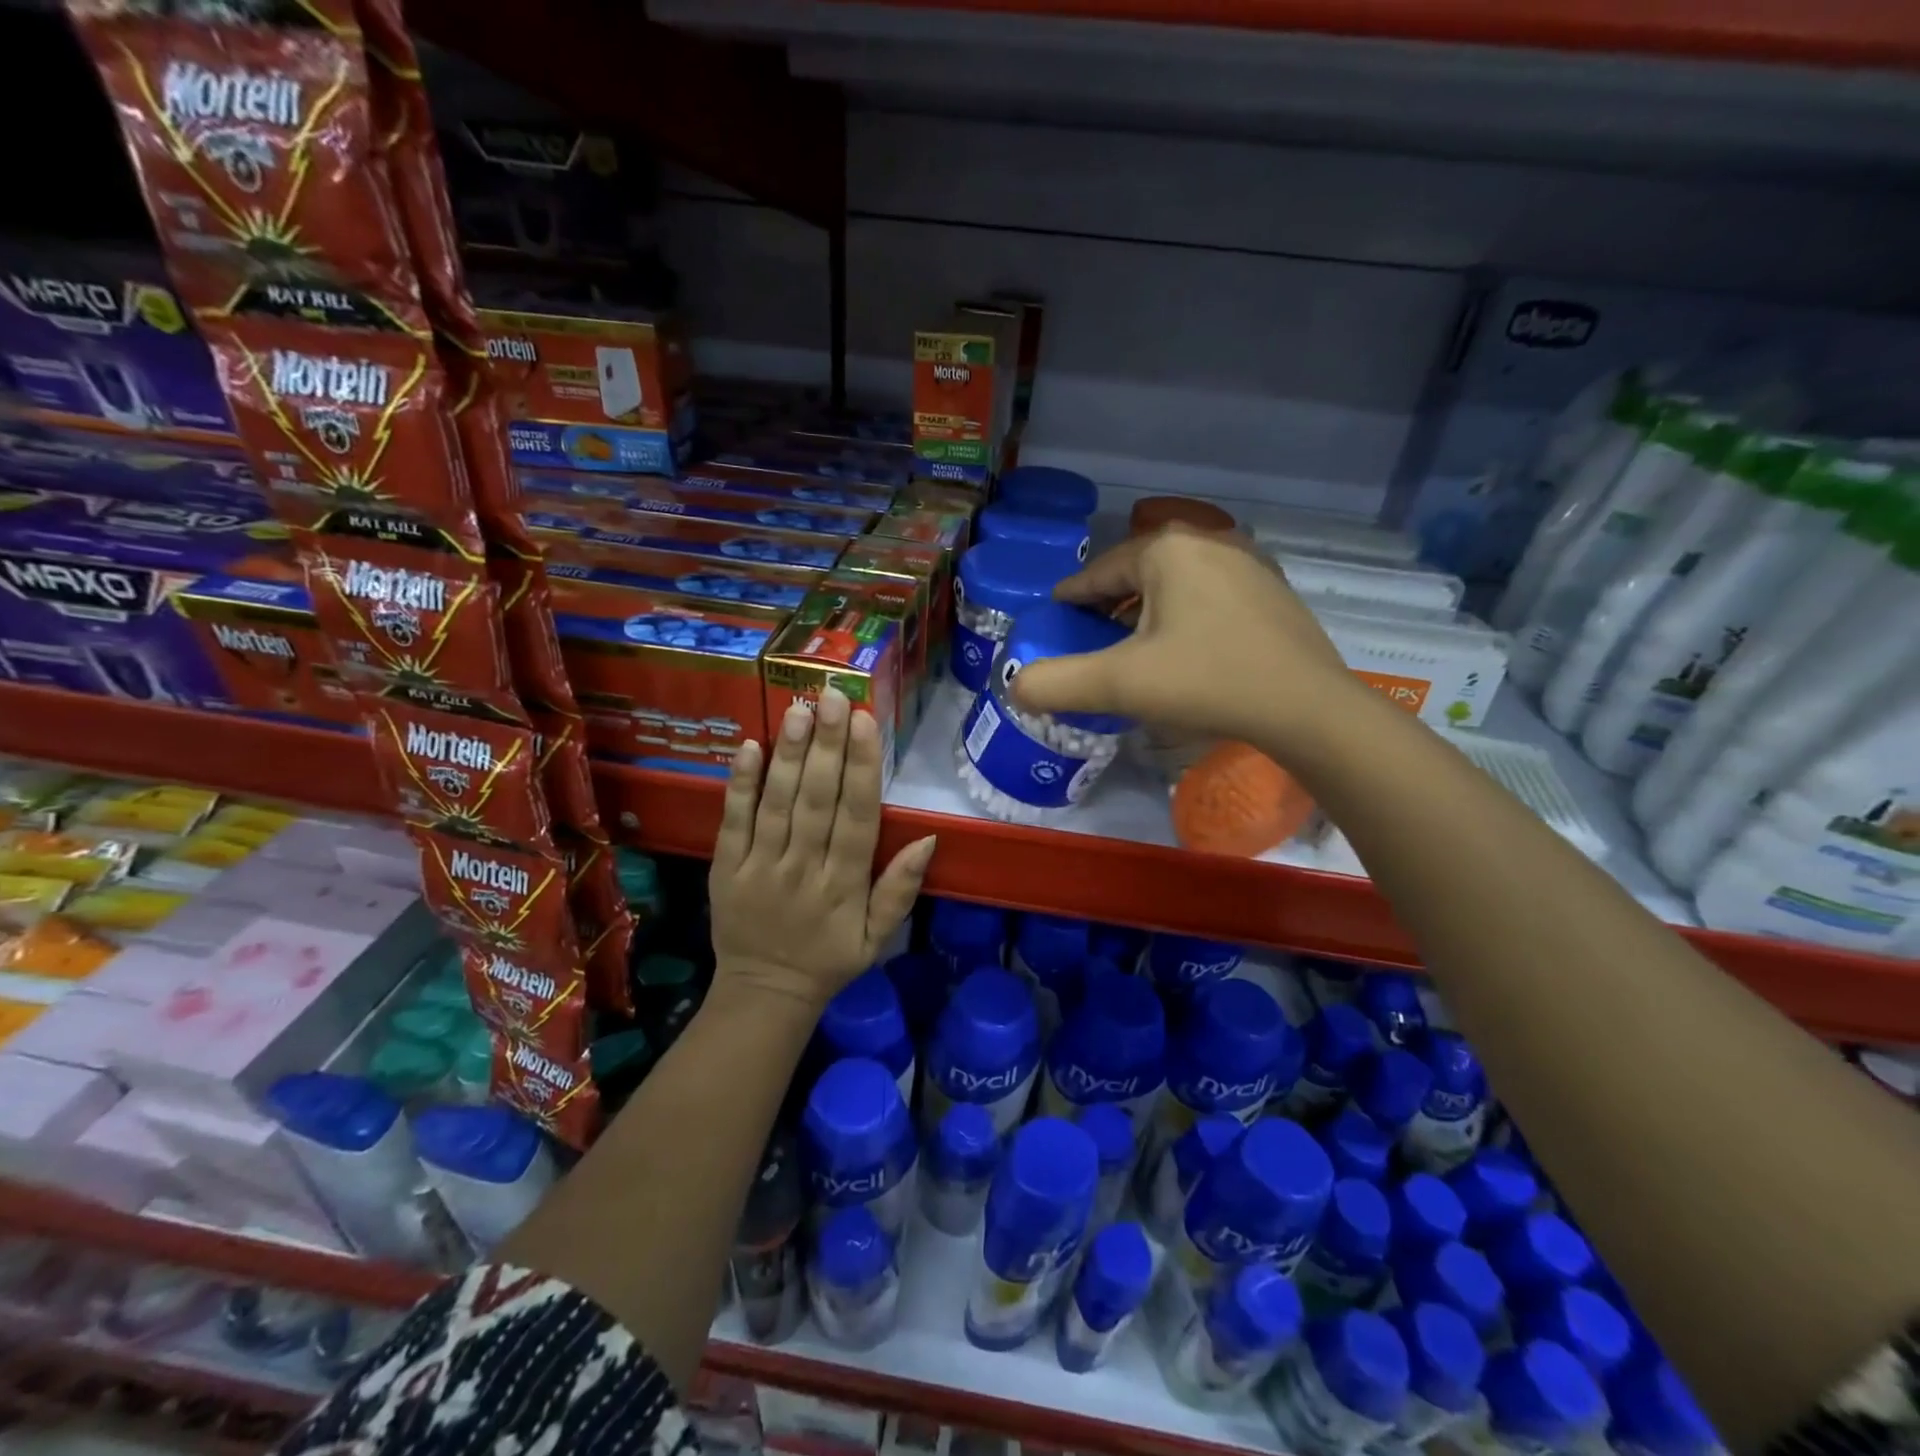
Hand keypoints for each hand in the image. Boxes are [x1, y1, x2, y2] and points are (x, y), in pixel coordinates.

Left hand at [708, 687, 936, 1013]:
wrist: (764, 994)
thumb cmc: (829, 960)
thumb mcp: (878, 938)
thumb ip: (900, 889)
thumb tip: (928, 838)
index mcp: (844, 886)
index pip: (857, 817)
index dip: (862, 768)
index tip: (865, 723)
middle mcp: (804, 869)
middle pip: (817, 800)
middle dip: (826, 746)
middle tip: (832, 697)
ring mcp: (760, 867)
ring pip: (777, 803)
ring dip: (788, 754)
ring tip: (798, 709)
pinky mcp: (725, 869)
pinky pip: (732, 822)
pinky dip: (739, 785)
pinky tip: (748, 746)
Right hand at [1009, 525, 1364, 759]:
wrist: (1307, 708)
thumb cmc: (1206, 683)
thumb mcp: (1120, 685)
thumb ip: (1058, 683)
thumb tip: (1016, 687)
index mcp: (1167, 550)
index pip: (1102, 570)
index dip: (1074, 595)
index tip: (1057, 613)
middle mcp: (1209, 541)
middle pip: (1139, 572)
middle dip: (1112, 601)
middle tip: (1093, 635)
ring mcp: (1249, 563)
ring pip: (1177, 582)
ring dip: (1150, 607)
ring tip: (1136, 643)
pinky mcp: (1273, 591)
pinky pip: (1211, 594)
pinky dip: (1187, 613)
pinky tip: (1187, 647)